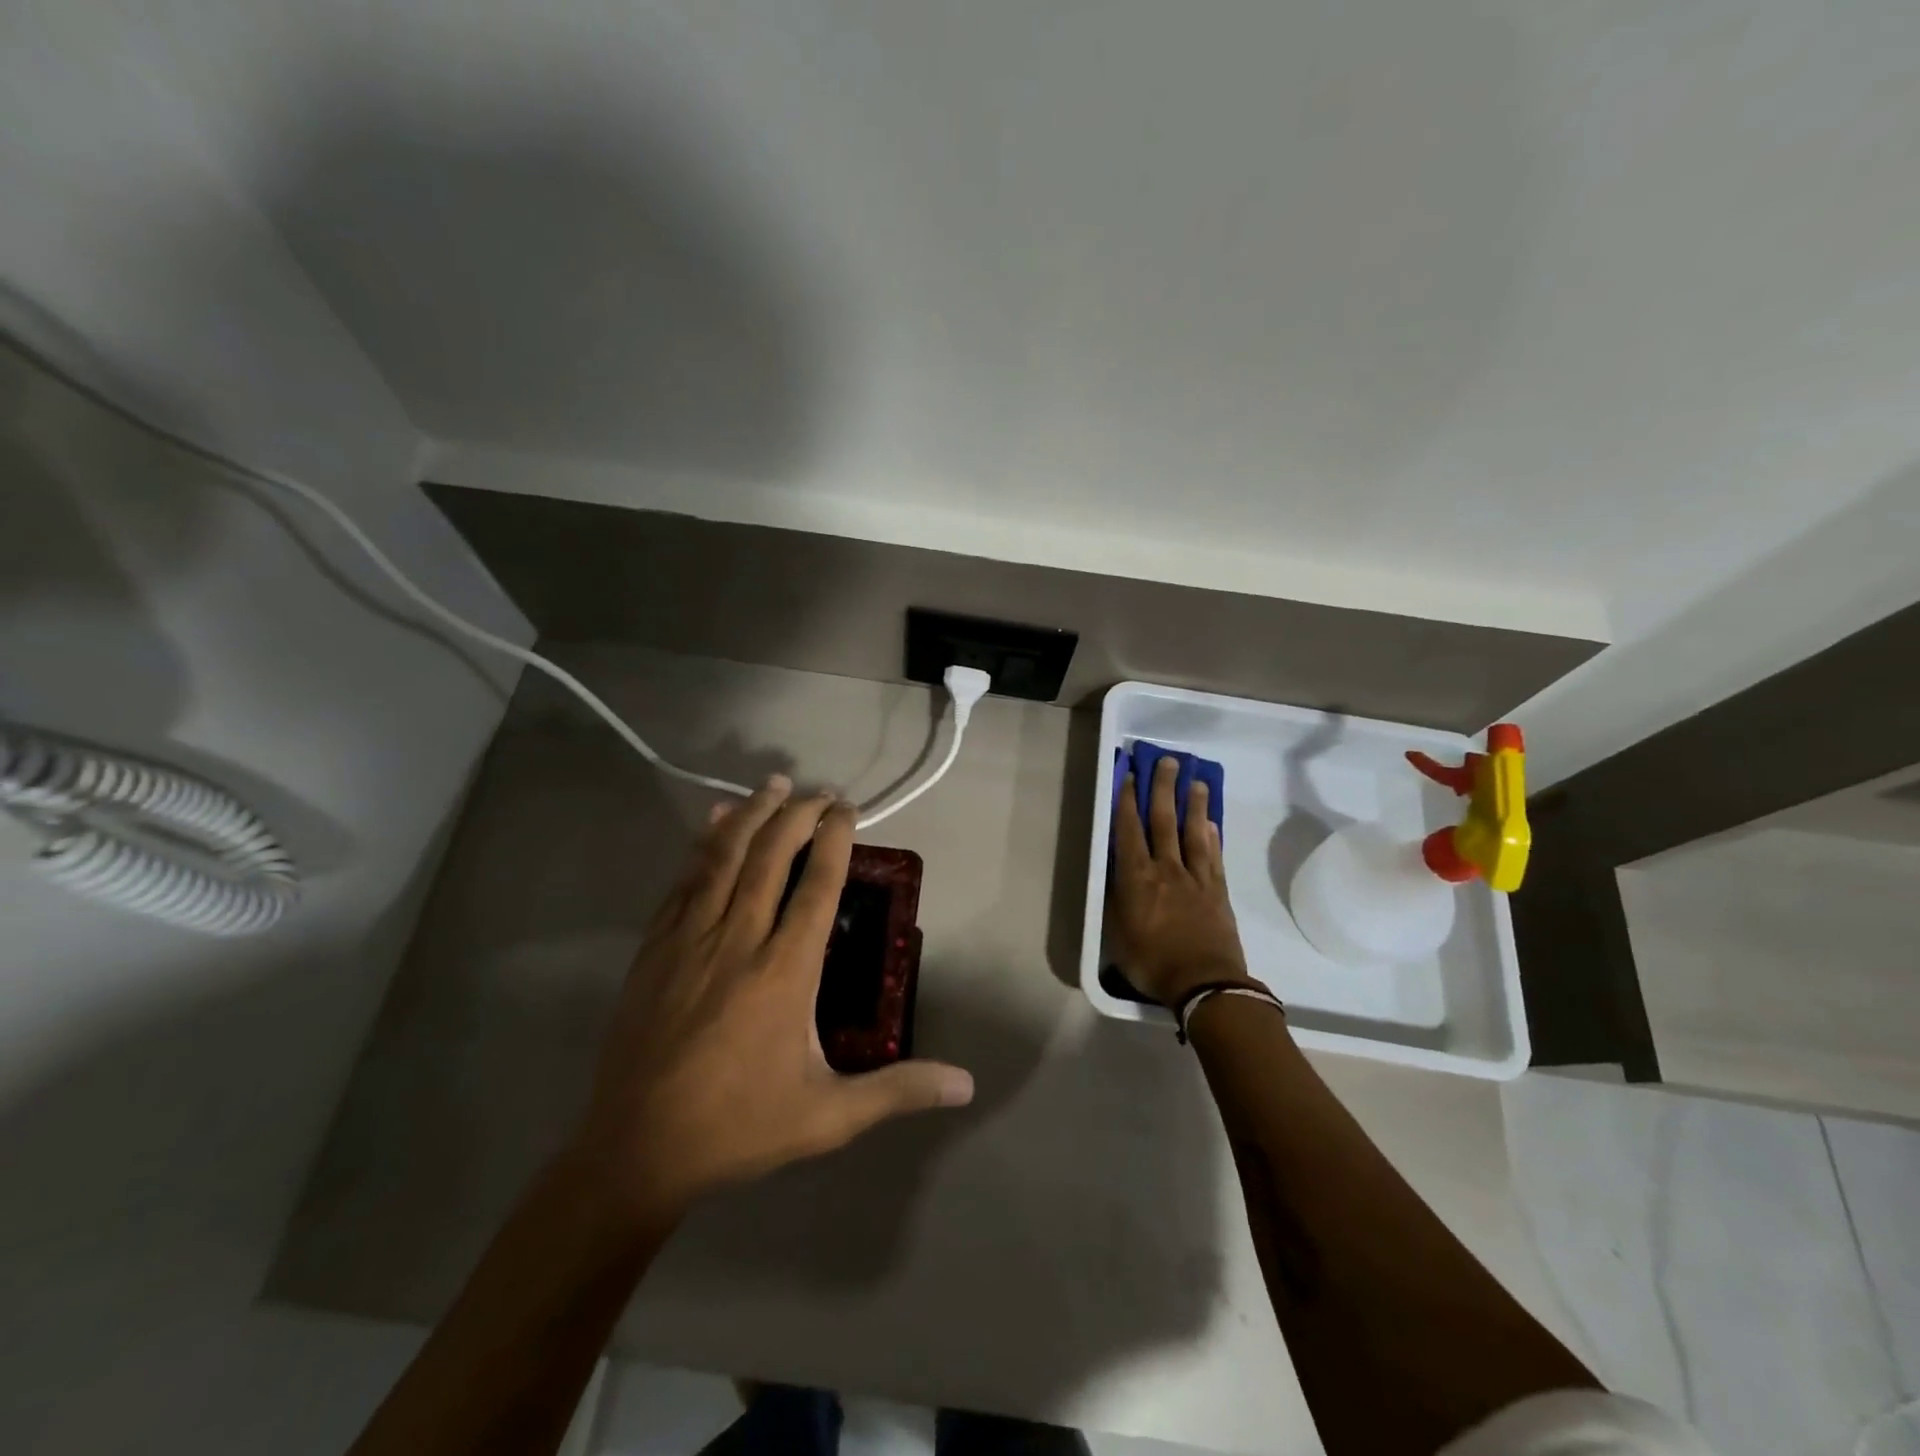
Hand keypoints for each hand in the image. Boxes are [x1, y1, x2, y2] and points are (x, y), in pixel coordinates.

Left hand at [570, 776, 974, 1219]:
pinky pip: (683, 880)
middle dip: (798, 813)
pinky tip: (715, 823)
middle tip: (821, 792)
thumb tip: (967, 1084)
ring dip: (752, 814)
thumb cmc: (739, 1128)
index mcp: (785, 971)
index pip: (817, 885)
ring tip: (774, 784)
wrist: (636, 1151)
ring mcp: (690, 938)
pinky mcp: (655, 947)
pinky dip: (703, 844)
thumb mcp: (829, 1117)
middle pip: (771, 855)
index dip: (835, 839)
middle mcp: (739, 939)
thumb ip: (898, 1090)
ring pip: (724, 856)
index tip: (847, 809)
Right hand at [1109, 756, 1253, 1005]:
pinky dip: (1212, 836)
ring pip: (1194, 832)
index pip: (1130, 830)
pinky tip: (1212, 823)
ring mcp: (1196, 878)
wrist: (1204, 984)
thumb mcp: (1117, 934)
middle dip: (1164, 788)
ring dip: (1194, 804)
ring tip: (1196, 781)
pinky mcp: (1218, 891)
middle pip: (1164, 820)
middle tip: (1168, 762)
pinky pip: (1214, 856)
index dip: (1128, 800)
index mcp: (1137, 877)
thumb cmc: (1152, 962)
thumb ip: (1116, 899)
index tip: (1130, 775)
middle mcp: (1167, 869)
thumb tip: (1117, 874)